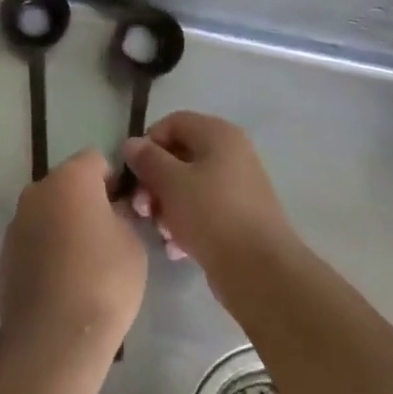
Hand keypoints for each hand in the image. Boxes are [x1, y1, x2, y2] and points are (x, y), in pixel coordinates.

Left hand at [0, 149, 146, 365]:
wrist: (55, 336)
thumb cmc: (104, 279)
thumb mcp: (133, 241)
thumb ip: (123, 215)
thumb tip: (113, 211)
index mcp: (70, 178)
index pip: (96, 160)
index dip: (113, 181)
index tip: (125, 209)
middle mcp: (38, 190)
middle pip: (68, 184)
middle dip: (86, 201)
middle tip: (108, 235)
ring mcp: (17, 222)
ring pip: (48, 211)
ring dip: (64, 224)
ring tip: (84, 262)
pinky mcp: (5, 254)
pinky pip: (34, 238)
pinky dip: (48, 248)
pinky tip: (63, 281)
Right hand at [123, 112, 297, 283]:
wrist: (261, 270)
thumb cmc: (212, 214)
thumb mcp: (171, 182)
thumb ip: (147, 159)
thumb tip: (132, 144)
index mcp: (218, 134)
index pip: (172, 123)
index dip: (148, 144)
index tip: (134, 173)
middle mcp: (231, 153)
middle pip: (179, 156)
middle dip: (154, 182)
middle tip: (142, 209)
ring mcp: (238, 186)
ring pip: (189, 187)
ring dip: (167, 207)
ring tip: (161, 232)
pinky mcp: (240, 217)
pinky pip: (204, 211)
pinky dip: (186, 224)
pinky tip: (176, 248)